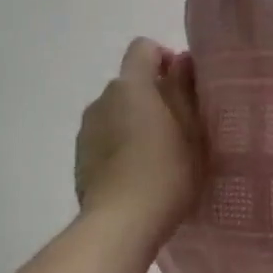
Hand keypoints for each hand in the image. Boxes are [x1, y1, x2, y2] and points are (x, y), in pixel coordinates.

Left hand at [74, 39, 204, 240]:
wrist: (121, 224)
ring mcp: (86, 130)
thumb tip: (180, 61)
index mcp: (131, 86)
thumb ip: (185, 90)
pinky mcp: (80, 158)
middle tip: (181, 128)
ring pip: (116, 113)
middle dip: (154, 97)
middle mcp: (102, 99)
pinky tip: (138, 175)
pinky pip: (105, 139)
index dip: (164, 58)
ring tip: (159, 156)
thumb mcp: (192, 131)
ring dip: (136, 123)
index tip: (184, 85)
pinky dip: (121, 146)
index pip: (143, 48)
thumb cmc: (167, 172)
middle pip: (130, 83)